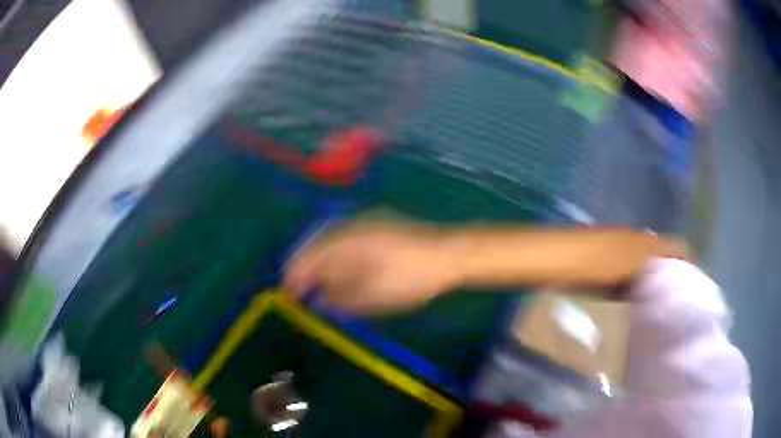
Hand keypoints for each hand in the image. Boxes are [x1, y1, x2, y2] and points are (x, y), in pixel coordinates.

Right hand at [283, 222, 458, 314]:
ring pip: (328, 242)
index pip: (306, 260)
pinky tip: (339, 268)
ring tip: (315, 283)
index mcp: (343, 242)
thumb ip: (339, 298)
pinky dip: (335, 256)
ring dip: (318, 262)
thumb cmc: (408, 278)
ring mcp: (363, 223)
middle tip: (298, 291)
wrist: (447, 254)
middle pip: (313, 247)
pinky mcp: (376, 225)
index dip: (294, 279)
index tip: (287, 297)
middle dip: (303, 269)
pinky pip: (344, 239)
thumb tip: (317, 299)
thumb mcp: (371, 296)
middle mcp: (347, 226)